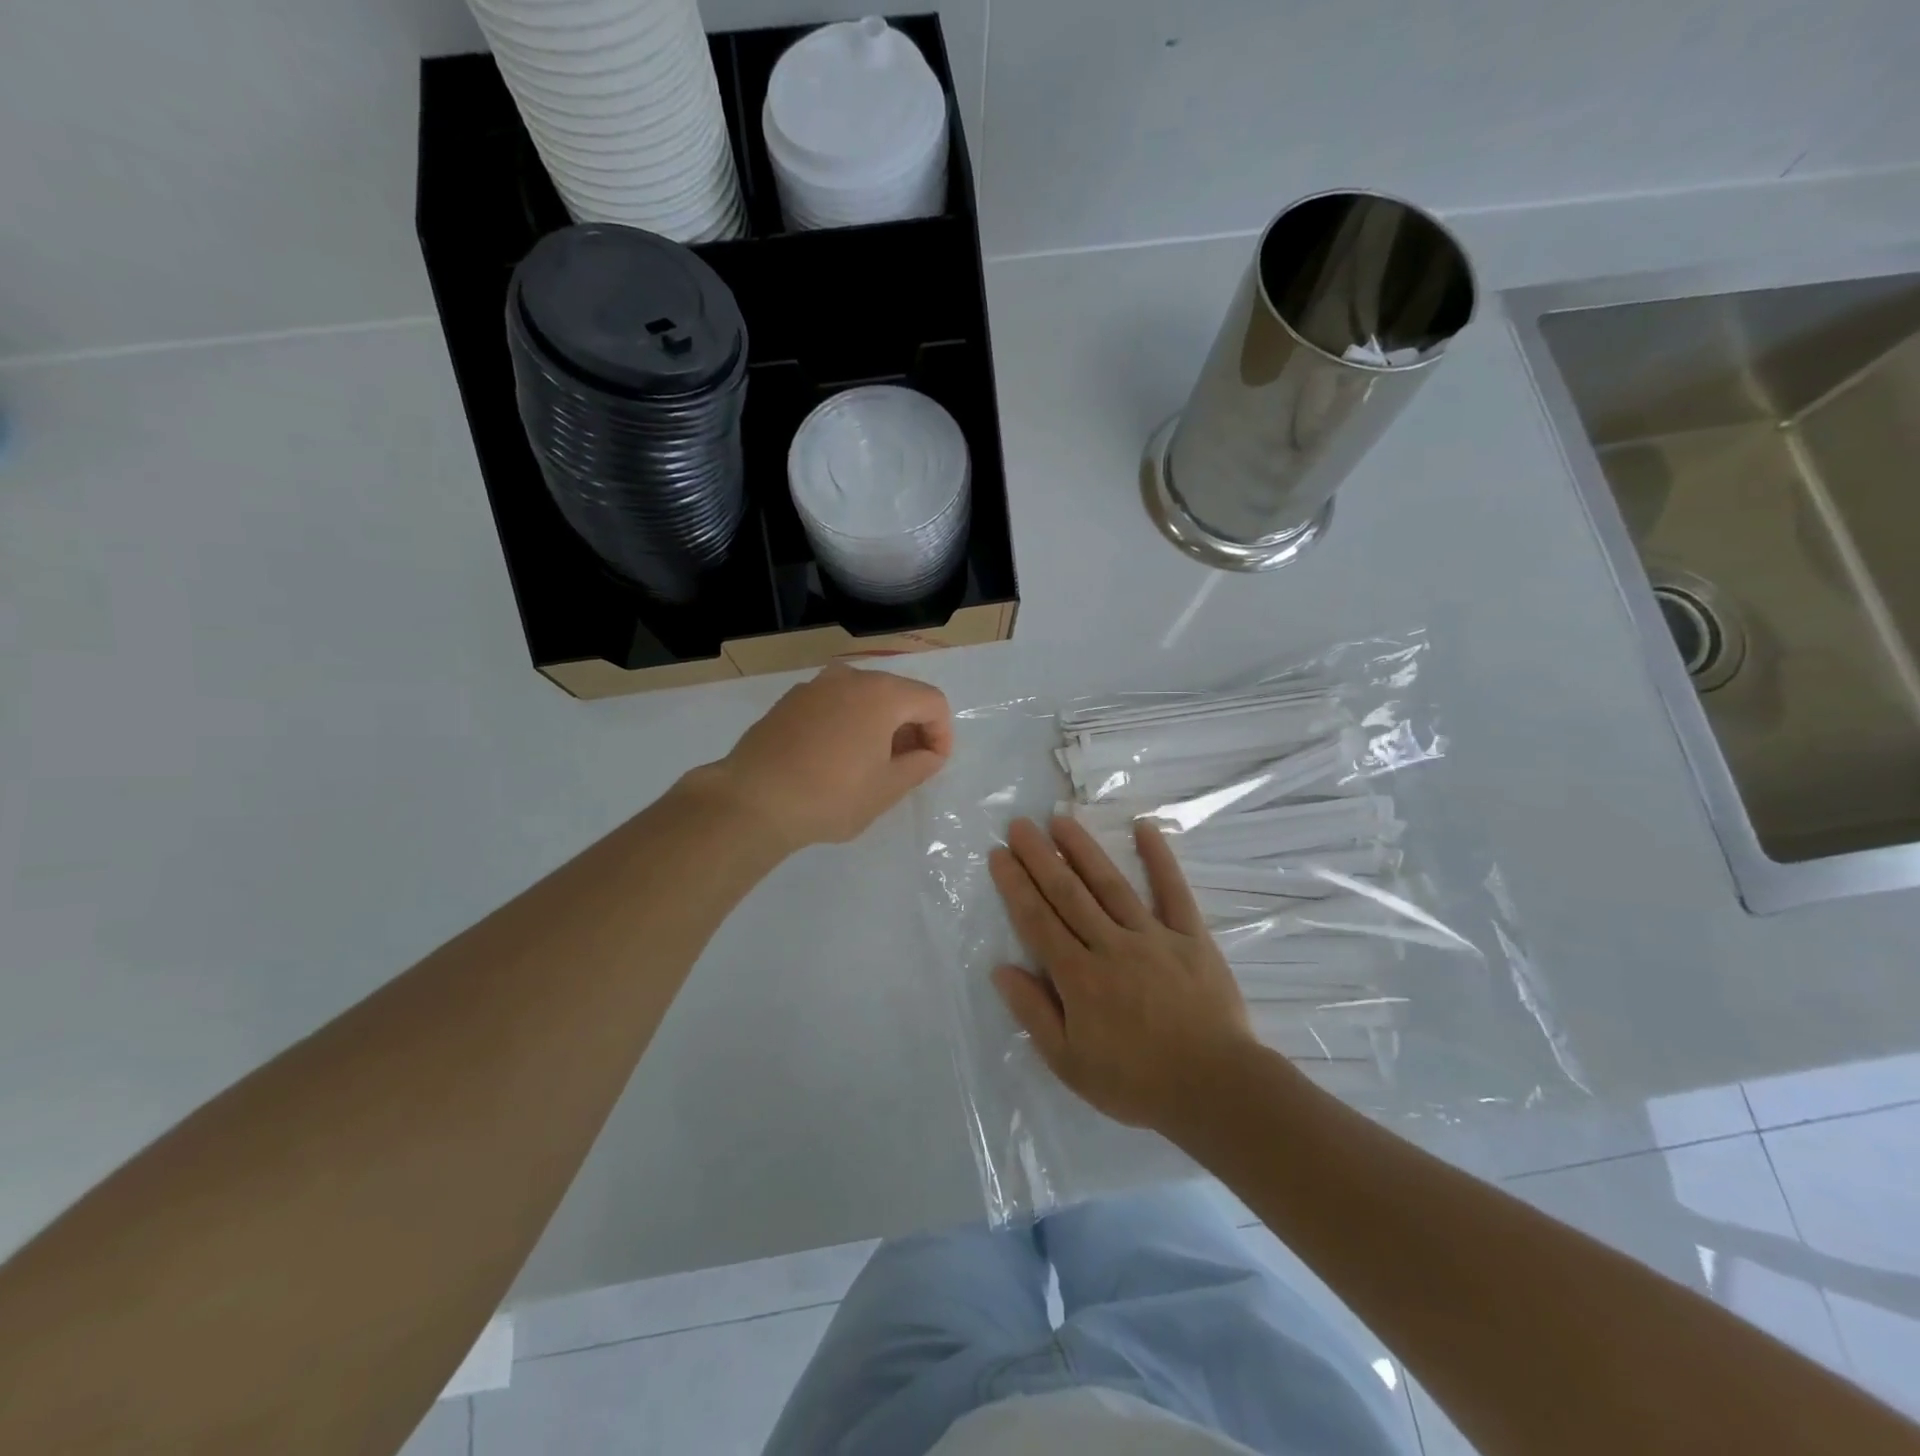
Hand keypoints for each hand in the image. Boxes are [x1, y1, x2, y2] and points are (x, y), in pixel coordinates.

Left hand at [701, 663, 952, 851]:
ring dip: (879, 725)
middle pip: (898, 694)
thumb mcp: (887, 788)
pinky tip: (835, 758)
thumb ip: (919, 765)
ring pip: (863, 698)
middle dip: (911, 728)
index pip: (932, 702)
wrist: (753, 800)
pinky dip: (848, 724)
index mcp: (882, 693)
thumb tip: (929, 754)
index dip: (942, 734)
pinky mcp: (789, 701)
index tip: (932, 766)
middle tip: (907, 767)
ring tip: (871, 764)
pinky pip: (834, 705)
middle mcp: (850, 677)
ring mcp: (815, 686)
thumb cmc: (831, 795)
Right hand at [989, 816, 1257, 1131]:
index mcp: (1079, 976)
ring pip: (1110, 884)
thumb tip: (1002, 969)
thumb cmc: (1135, 1082)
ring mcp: (1153, 936)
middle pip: (1068, 894)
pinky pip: (1173, 892)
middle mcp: (1111, 945)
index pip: (1038, 921)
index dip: (1016, 886)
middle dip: (1040, 857)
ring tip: (1061, 820)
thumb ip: (1034, 1013)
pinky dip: (1159, 859)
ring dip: (1083, 849)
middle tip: (1019, 825)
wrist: (1215, 1089)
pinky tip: (1144, 828)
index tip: (999, 855)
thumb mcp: (1069, 1063)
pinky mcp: (1191, 937)